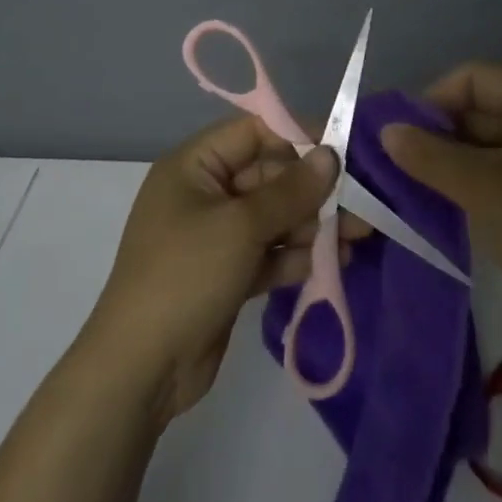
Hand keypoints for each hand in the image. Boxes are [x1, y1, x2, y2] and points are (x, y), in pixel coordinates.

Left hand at [83, 117, 342, 424]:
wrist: (142, 368)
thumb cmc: (187, 276)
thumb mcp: (241, 226)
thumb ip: (291, 190)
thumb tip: (331, 154)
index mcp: (194, 166)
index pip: (253, 133)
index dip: (298, 138)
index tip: (343, 152)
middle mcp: (204, 194)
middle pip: (269, 177)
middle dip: (312, 192)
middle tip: (359, 206)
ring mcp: (215, 236)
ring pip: (273, 218)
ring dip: (312, 226)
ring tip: (355, 238)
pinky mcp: (227, 273)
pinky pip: (268, 252)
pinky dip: (295, 256)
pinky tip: (333, 263)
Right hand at [383, 62, 501, 375]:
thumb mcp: (483, 188)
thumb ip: (429, 156)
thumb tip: (387, 131)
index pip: (477, 76)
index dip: (436, 96)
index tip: (402, 133)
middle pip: (482, 112)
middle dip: (438, 133)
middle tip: (395, 166)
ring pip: (488, 153)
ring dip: (449, 166)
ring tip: (408, 191)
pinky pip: (500, 186)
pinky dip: (469, 193)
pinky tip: (442, 215)